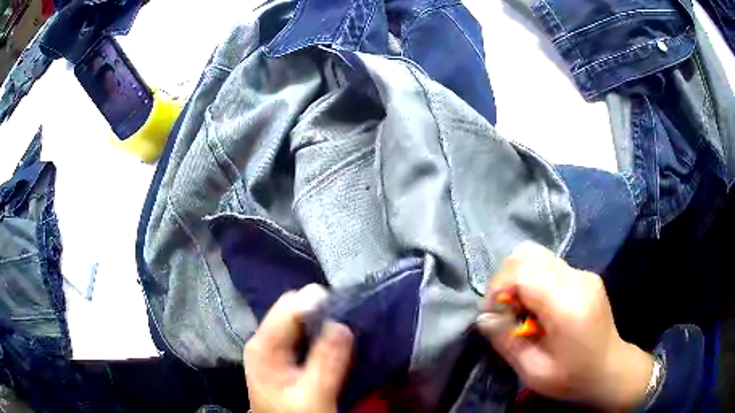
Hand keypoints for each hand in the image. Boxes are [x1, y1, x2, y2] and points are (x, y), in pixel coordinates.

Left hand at [244, 284, 353, 412]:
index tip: (348, 313)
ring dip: (322, 322)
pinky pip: (300, 332)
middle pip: (293, 308)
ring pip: (298, 318)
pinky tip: (333, 343)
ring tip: (345, 333)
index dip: (319, 304)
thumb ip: (327, 361)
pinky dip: (318, 333)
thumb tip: (341, 323)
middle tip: (349, 324)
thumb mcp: (314, 395)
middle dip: (322, 311)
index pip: (290, 305)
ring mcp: (271, 346)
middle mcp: (263, 339)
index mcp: (264, 345)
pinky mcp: (280, 355)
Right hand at [478, 244, 652, 410]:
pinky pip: (550, 266)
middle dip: (506, 280)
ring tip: (521, 310)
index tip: (493, 314)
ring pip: (538, 256)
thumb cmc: (572, 377)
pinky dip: (534, 281)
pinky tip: (539, 308)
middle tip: (505, 311)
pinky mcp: (586, 275)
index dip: (498, 287)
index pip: (523, 272)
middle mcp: (578, 280)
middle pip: (529, 255)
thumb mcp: (534, 371)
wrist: (610, 369)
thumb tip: (483, 317)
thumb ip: (507, 342)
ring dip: (520, 279)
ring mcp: (584, 274)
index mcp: (568, 305)